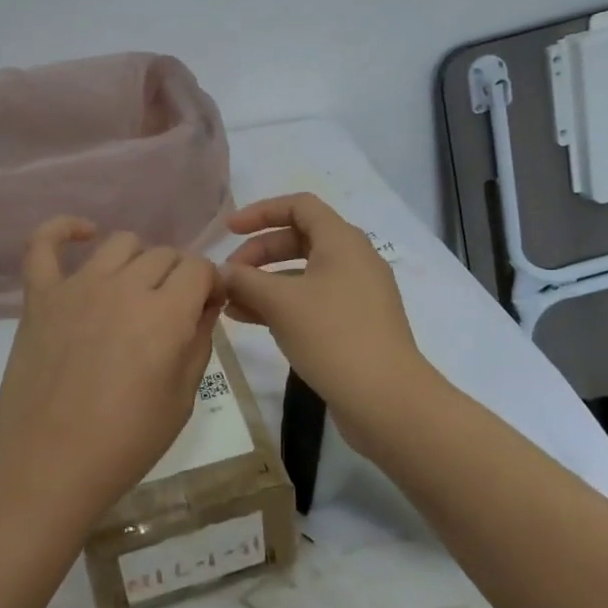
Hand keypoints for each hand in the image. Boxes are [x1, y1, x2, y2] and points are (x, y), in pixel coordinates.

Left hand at [0, 217, 223, 527]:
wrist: (48, 467)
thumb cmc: (125, 443)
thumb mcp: (183, 399)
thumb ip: (200, 341)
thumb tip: (206, 304)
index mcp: (166, 314)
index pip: (199, 267)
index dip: (209, 284)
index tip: (206, 307)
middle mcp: (124, 287)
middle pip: (164, 254)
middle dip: (178, 277)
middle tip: (171, 312)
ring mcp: (77, 287)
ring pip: (120, 242)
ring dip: (137, 260)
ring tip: (134, 290)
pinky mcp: (40, 296)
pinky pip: (43, 244)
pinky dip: (63, 230)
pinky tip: (83, 234)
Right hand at [220, 194, 430, 446]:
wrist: (386, 401)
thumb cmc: (333, 336)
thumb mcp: (281, 303)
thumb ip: (245, 281)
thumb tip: (221, 273)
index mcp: (342, 241)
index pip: (299, 206)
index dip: (261, 212)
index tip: (229, 231)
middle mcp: (353, 259)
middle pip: (298, 239)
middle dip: (259, 253)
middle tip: (228, 275)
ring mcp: (357, 294)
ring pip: (303, 274)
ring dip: (265, 282)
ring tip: (230, 303)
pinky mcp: (355, 324)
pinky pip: (312, 300)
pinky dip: (282, 304)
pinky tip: (251, 321)